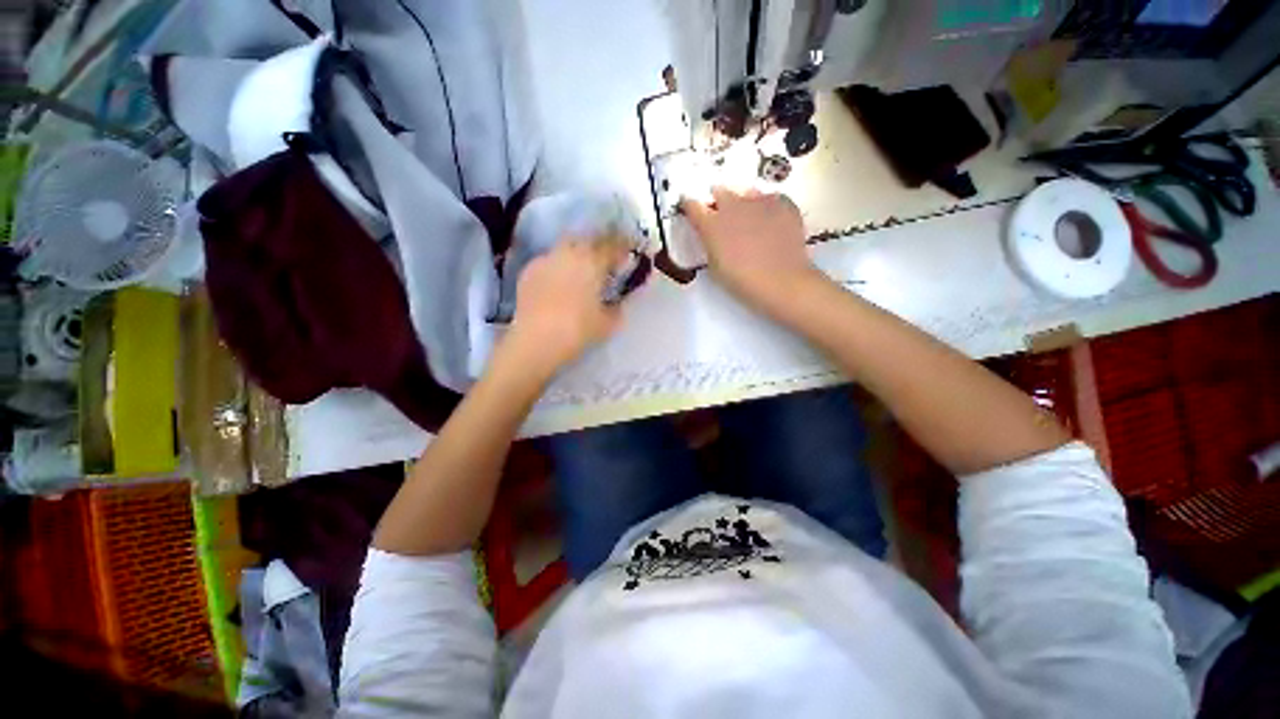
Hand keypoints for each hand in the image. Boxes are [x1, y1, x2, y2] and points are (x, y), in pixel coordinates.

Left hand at [506, 238, 629, 373]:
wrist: (536, 340)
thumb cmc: (578, 330)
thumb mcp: (607, 324)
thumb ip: (617, 310)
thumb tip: (618, 304)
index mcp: (593, 262)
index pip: (613, 246)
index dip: (623, 247)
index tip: (628, 253)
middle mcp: (569, 254)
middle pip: (587, 239)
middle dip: (598, 245)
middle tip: (604, 259)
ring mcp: (546, 260)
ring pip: (565, 247)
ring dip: (575, 254)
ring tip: (579, 270)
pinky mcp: (528, 271)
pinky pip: (548, 261)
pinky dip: (557, 267)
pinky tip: (557, 282)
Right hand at [681, 187, 821, 312]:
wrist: (780, 281)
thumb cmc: (741, 281)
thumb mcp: (715, 266)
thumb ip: (710, 245)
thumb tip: (713, 238)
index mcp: (711, 224)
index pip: (692, 205)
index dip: (690, 206)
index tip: (690, 209)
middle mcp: (733, 205)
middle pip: (720, 191)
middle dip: (718, 200)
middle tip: (721, 215)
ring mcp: (760, 202)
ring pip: (746, 192)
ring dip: (743, 202)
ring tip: (748, 217)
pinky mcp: (783, 204)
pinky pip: (772, 199)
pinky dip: (768, 207)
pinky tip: (771, 220)